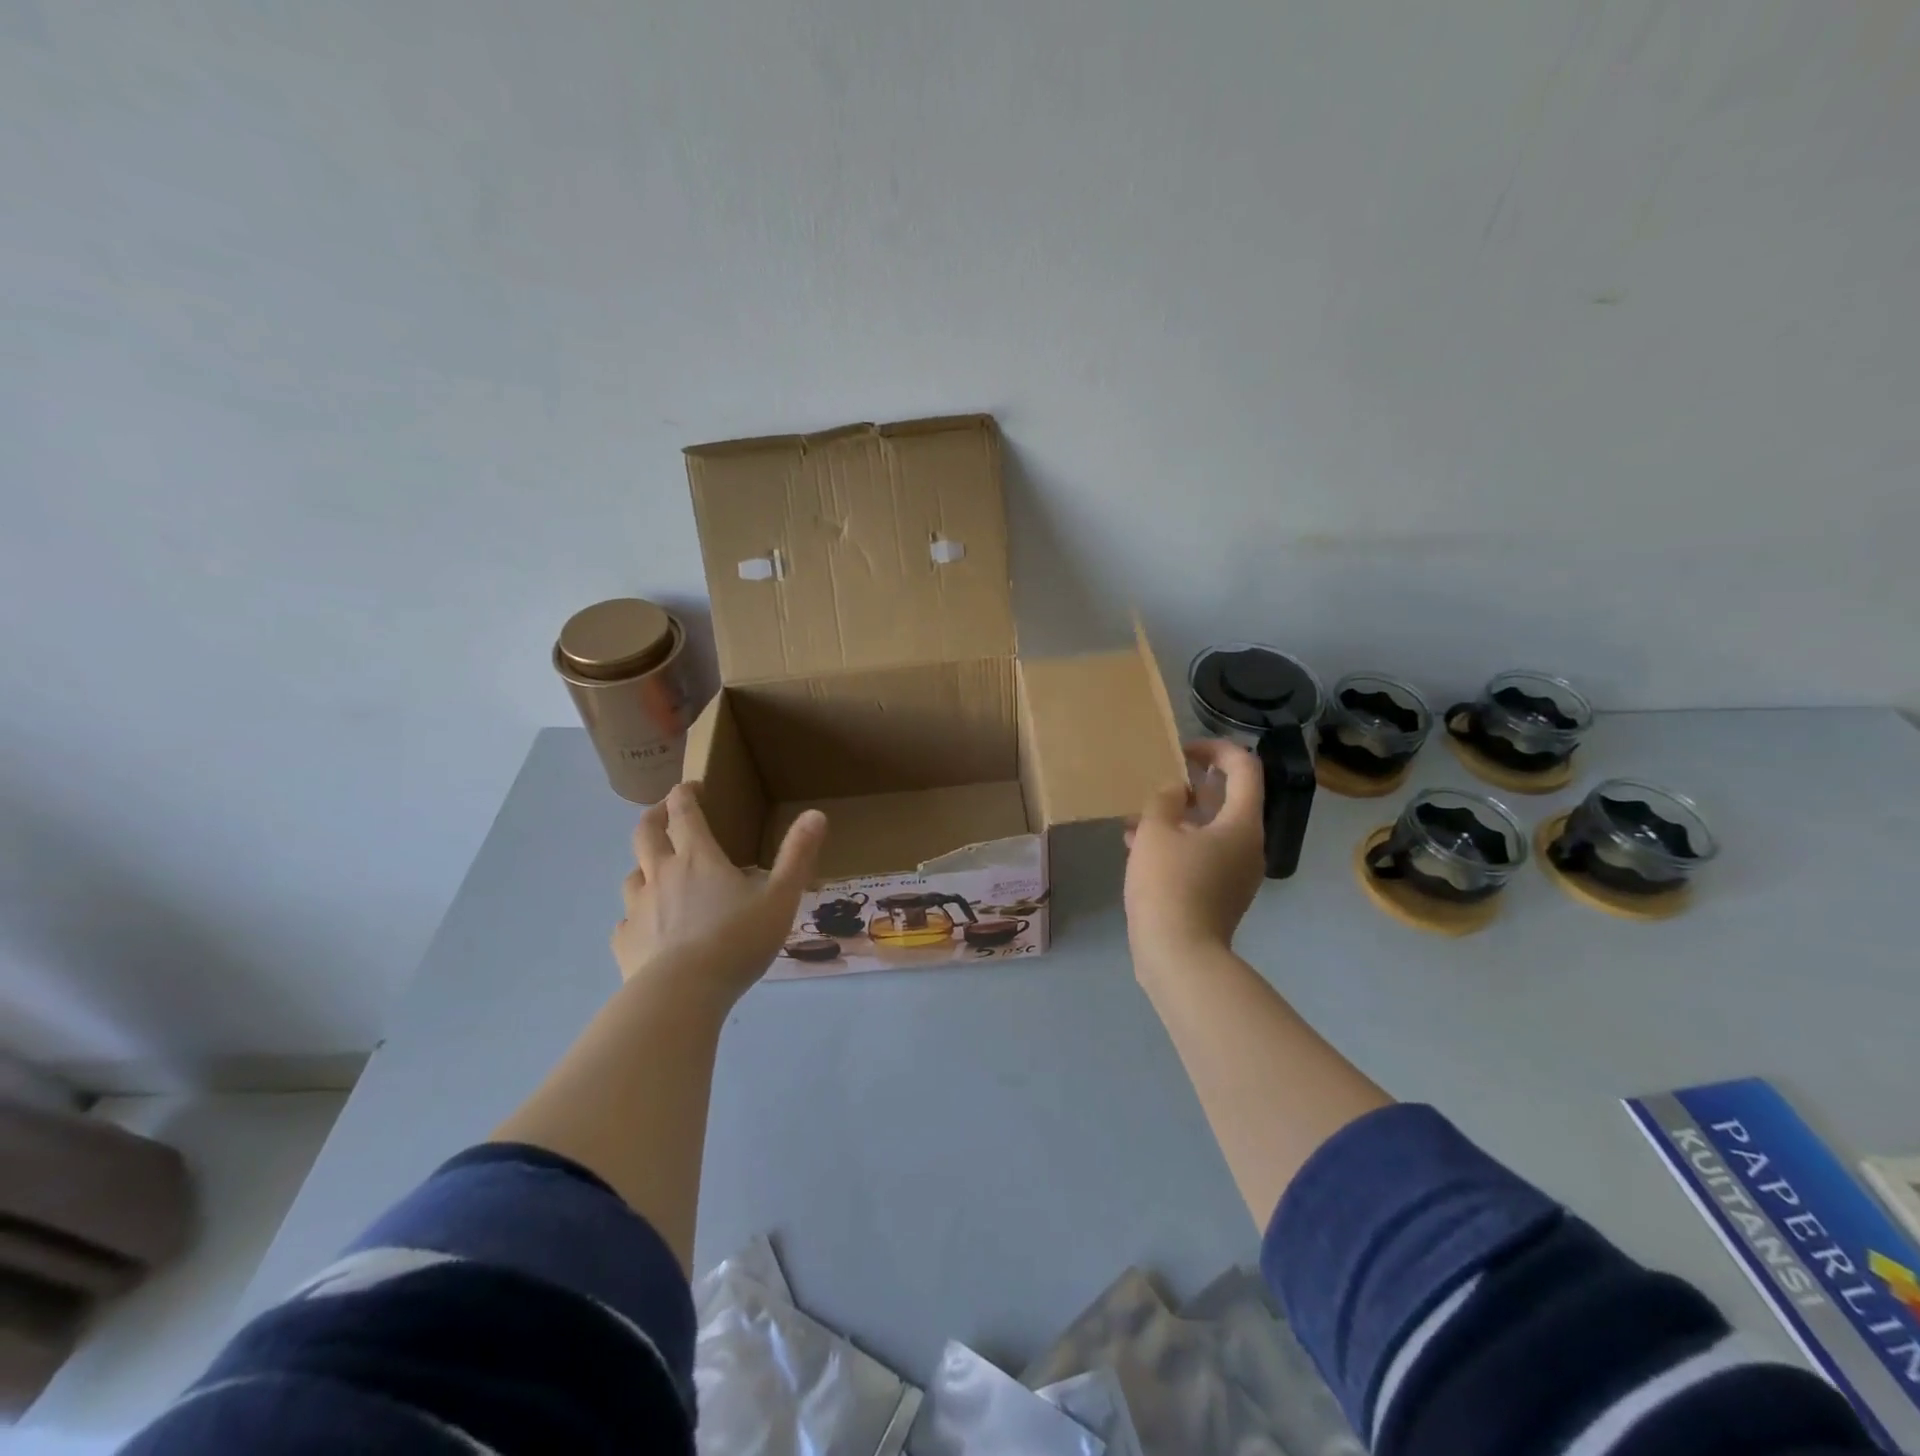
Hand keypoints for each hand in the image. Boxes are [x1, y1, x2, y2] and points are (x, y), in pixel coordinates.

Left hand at [611, 784, 827, 1005]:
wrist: (682, 994)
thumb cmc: (736, 940)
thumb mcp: (780, 896)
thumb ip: (797, 855)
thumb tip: (815, 815)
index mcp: (697, 858)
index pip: (683, 811)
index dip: (685, 793)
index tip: (692, 787)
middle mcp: (661, 874)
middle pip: (645, 832)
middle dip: (655, 815)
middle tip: (665, 812)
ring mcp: (637, 908)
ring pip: (632, 875)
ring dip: (643, 865)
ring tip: (658, 873)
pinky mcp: (625, 941)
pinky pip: (626, 920)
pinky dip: (637, 915)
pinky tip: (649, 928)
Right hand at [1123, 739, 1264, 969]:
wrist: (1179, 956)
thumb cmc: (1169, 885)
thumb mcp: (1155, 832)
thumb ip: (1164, 800)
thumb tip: (1174, 790)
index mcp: (1242, 824)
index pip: (1244, 768)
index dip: (1216, 748)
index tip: (1182, 750)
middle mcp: (1248, 845)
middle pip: (1228, 800)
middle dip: (1191, 785)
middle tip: (1158, 780)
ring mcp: (1236, 873)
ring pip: (1209, 829)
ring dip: (1177, 816)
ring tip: (1137, 816)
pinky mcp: (1219, 894)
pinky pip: (1202, 855)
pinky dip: (1177, 843)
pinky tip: (1138, 846)